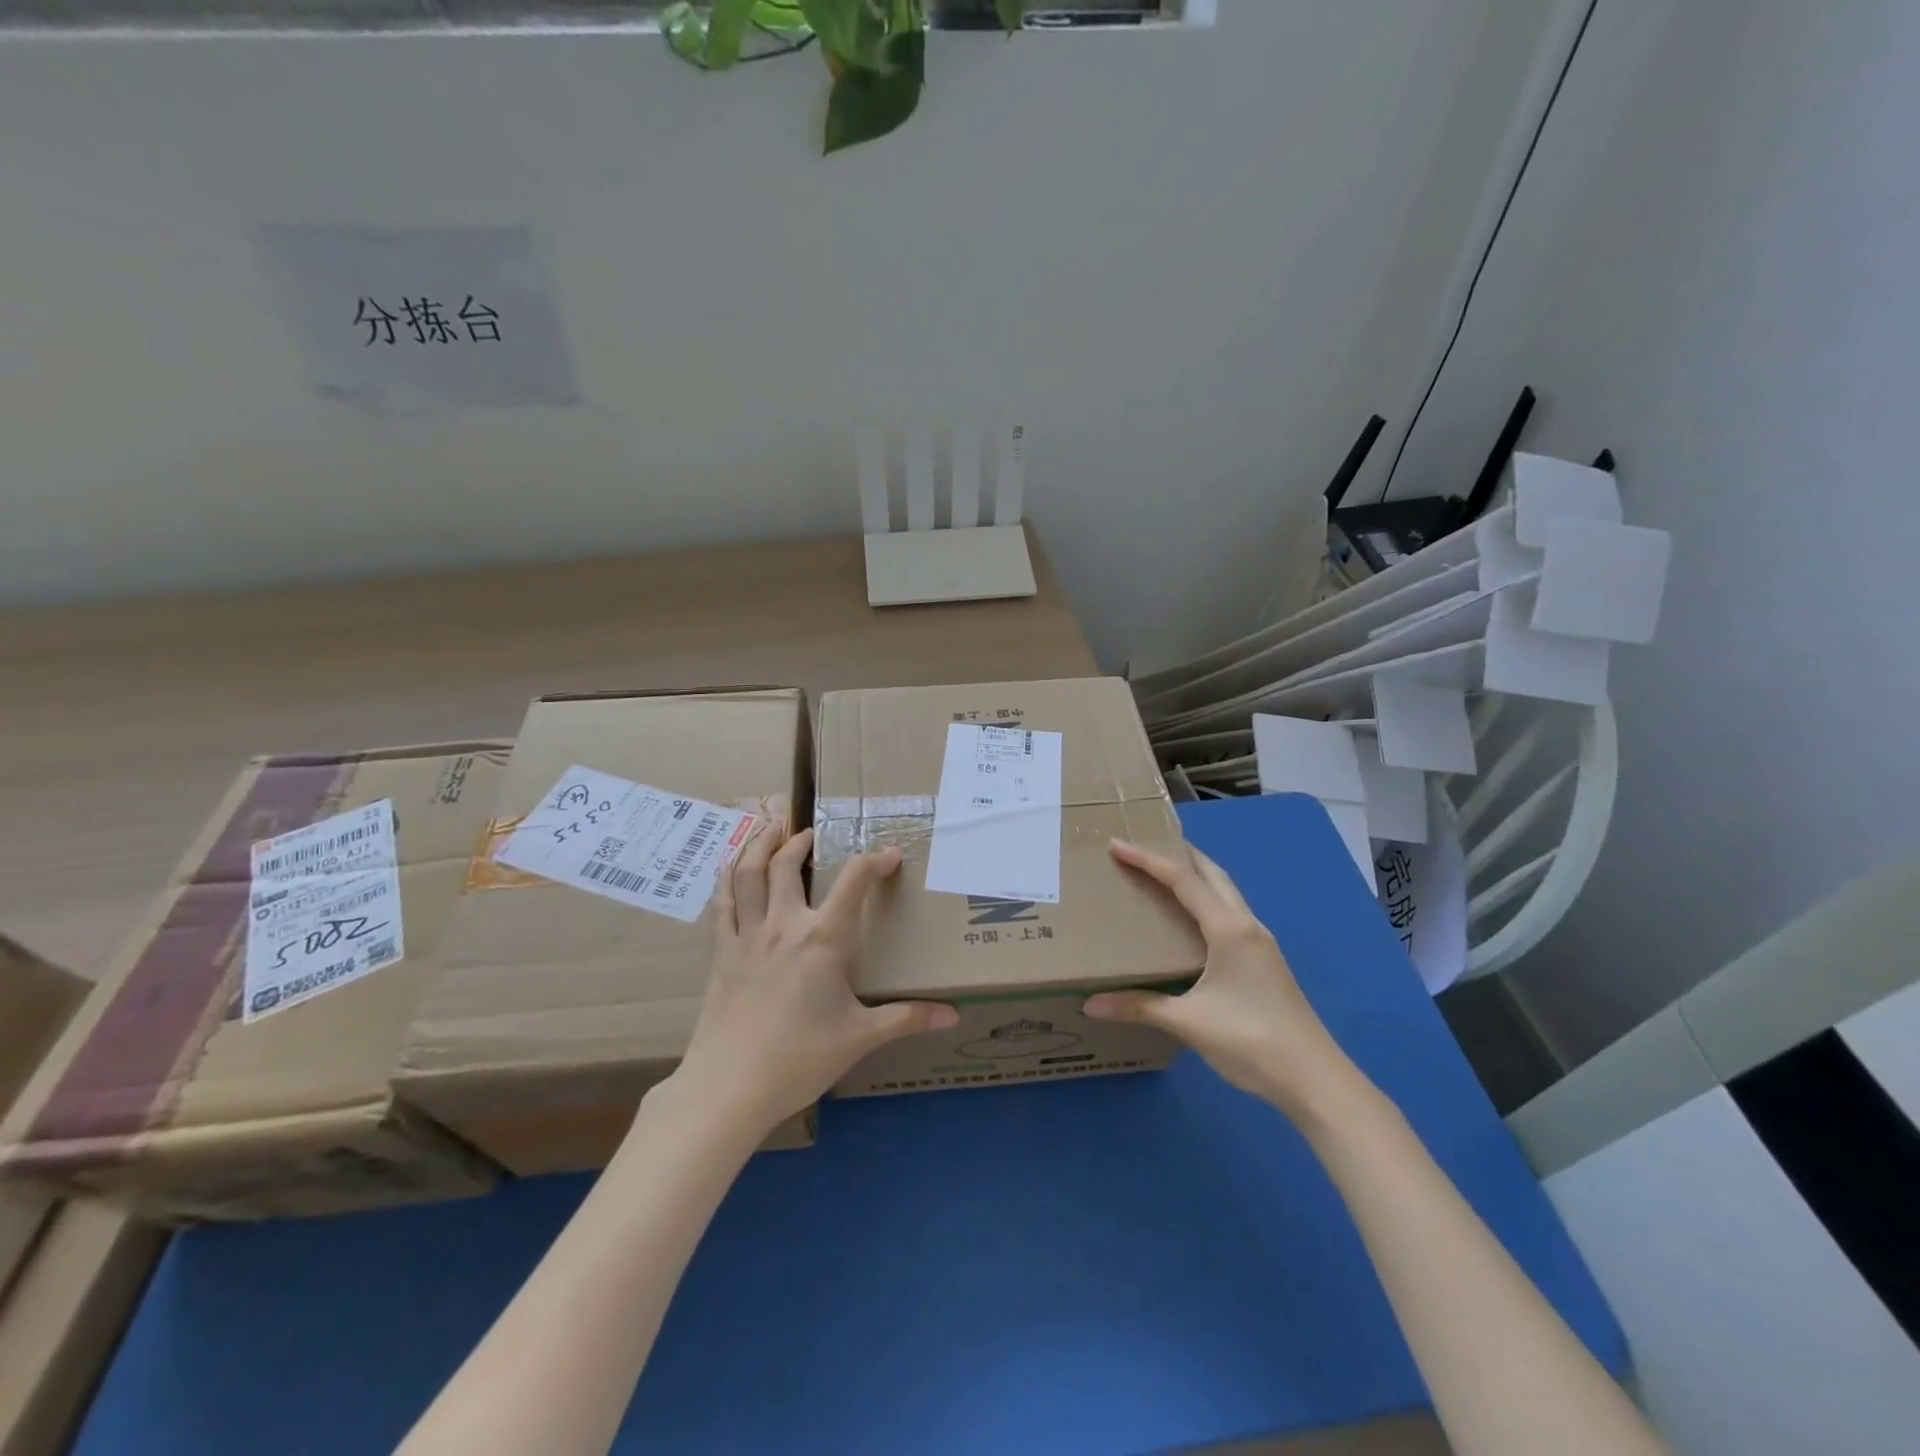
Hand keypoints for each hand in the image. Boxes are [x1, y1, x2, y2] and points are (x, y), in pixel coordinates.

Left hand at [673, 808, 957, 1133]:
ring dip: (758, 844)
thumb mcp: (860, 1038)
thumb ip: (907, 1019)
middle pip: (786, 865)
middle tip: (809, 832)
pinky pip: (722, 902)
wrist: (729, 1087)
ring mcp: (748, 936)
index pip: (854, 881)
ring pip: (748, 873)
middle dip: (799, 841)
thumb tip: (954, 1015)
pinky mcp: (722, 953)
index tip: (890, 855)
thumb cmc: (800, 1058)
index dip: (874, 861)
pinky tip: (728, 865)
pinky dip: (726, 877)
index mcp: (823, 939)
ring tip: (768, 826)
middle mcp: (784, 925)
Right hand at [1084, 840, 1359, 1122]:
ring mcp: (1261, 944)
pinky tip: (1193, 922)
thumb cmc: (1250, 1040)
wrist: (1315, 1079)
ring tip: (1166, 875)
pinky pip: (1231, 914)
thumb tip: (1090, 1003)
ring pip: (1226, 893)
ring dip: (1198, 876)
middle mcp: (1247, 926)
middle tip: (1146, 846)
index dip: (1148, 860)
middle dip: (1180, 855)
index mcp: (1228, 929)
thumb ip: (1139, 1008)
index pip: (1183, 881)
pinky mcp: (1265, 962)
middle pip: (1212, 875)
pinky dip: (1208, 901)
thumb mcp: (1188, 1022)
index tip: (1117, 844)